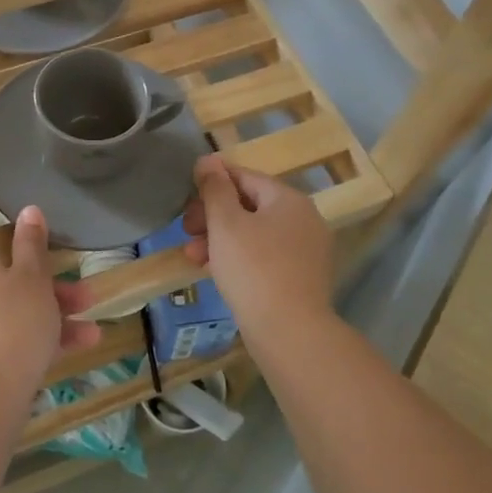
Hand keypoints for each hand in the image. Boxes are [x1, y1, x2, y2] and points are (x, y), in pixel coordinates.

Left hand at [0, 174, 101, 399]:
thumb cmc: (11, 324)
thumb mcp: (31, 280)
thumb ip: (31, 245)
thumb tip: (27, 212)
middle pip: (6, 265)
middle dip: (45, 271)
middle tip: (75, 270)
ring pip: (15, 300)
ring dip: (53, 304)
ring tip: (91, 310)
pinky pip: (13, 329)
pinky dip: (43, 331)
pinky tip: (84, 340)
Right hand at [182, 156, 333, 339]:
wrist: (290, 333)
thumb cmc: (253, 269)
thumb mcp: (225, 223)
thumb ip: (214, 188)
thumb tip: (208, 159)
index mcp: (288, 199)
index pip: (244, 176)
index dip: (211, 184)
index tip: (186, 202)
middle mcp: (303, 219)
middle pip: (249, 205)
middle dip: (212, 216)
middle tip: (186, 230)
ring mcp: (305, 251)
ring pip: (253, 233)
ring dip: (219, 239)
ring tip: (192, 256)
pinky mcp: (300, 278)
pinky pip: (263, 256)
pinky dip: (238, 258)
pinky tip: (213, 271)